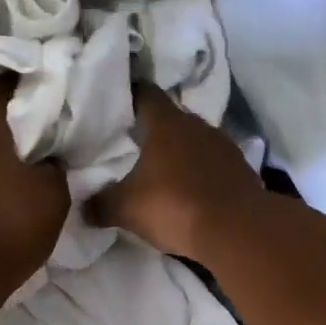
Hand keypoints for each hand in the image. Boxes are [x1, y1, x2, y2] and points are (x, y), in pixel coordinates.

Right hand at [88, 86, 262, 259]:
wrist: (237, 230)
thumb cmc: (175, 206)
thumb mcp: (126, 209)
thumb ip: (101, 204)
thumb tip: (83, 206)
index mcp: (167, 124)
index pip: (145, 94)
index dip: (130, 96)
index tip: (117, 104)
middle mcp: (198, 126)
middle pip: (171, 119)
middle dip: (153, 129)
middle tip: (133, 143)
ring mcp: (224, 146)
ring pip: (195, 141)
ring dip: (180, 153)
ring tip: (161, 170)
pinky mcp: (242, 170)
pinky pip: (213, 165)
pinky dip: (201, 173)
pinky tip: (190, 191)